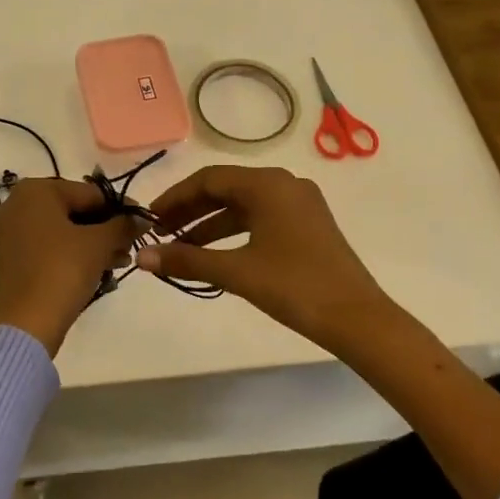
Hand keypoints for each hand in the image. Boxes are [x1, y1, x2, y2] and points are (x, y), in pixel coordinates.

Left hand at [0, 178, 138, 356]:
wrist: (29, 322)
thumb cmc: (63, 269)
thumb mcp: (100, 243)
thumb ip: (123, 225)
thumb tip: (141, 219)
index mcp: (36, 190)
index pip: (89, 192)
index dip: (120, 207)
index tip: (142, 221)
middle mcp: (18, 203)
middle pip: (76, 209)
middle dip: (107, 227)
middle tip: (132, 243)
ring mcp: (13, 230)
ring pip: (65, 228)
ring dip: (95, 241)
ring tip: (122, 259)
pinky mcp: (14, 255)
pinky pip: (51, 243)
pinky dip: (75, 251)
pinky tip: (102, 266)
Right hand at [136, 165, 395, 353]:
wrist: (358, 319)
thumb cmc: (295, 286)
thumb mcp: (236, 272)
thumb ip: (187, 259)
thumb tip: (141, 257)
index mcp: (267, 184)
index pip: (208, 179)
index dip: (175, 198)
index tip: (150, 219)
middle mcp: (284, 184)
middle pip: (225, 188)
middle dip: (190, 210)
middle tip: (160, 233)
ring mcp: (299, 203)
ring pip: (242, 205)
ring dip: (209, 223)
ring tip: (180, 246)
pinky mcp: (307, 224)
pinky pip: (260, 217)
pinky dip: (233, 231)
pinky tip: (214, 253)